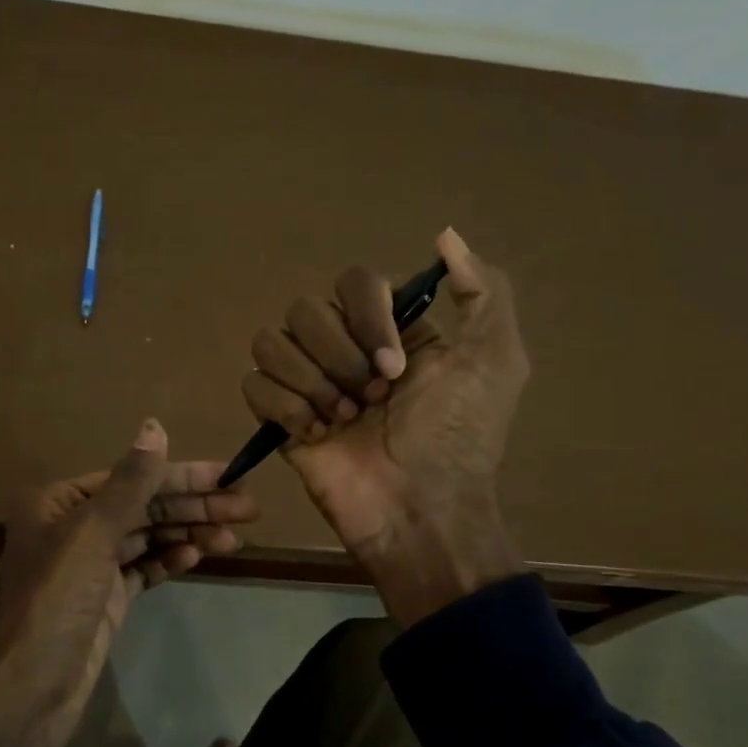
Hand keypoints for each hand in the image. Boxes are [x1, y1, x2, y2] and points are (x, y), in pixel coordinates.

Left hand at [0, 420, 258, 746]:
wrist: (26, 694)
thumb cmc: (54, 603)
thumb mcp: (91, 536)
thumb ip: (129, 483)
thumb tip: (154, 426)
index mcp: (61, 502)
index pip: (134, 478)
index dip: (184, 476)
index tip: (231, 476)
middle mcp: (74, 526)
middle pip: (145, 507)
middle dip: (195, 506)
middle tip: (248, 508)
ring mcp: (90, 566)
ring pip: (148, 538)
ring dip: (190, 533)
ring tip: (234, 537)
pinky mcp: (105, 600)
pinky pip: (144, 569)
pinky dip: (170, 560)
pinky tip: (197, 554)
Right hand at [242, 227, 530, 625]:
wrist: (419, 512)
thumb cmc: (459, 439)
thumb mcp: (495, 361)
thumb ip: (482, 290)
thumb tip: (443, 234)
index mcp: (391, 330)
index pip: (354, 283)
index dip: (367, 318)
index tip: (395, 366)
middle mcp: (345, 348)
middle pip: (306, 310)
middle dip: (338, 358)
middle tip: (371, 400)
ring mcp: (309, 383)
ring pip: (271, 342)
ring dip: (309, 382)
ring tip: (340, 421)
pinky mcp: (280, 419)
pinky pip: (253, 385)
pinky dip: (281, 406)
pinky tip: (313, 435)